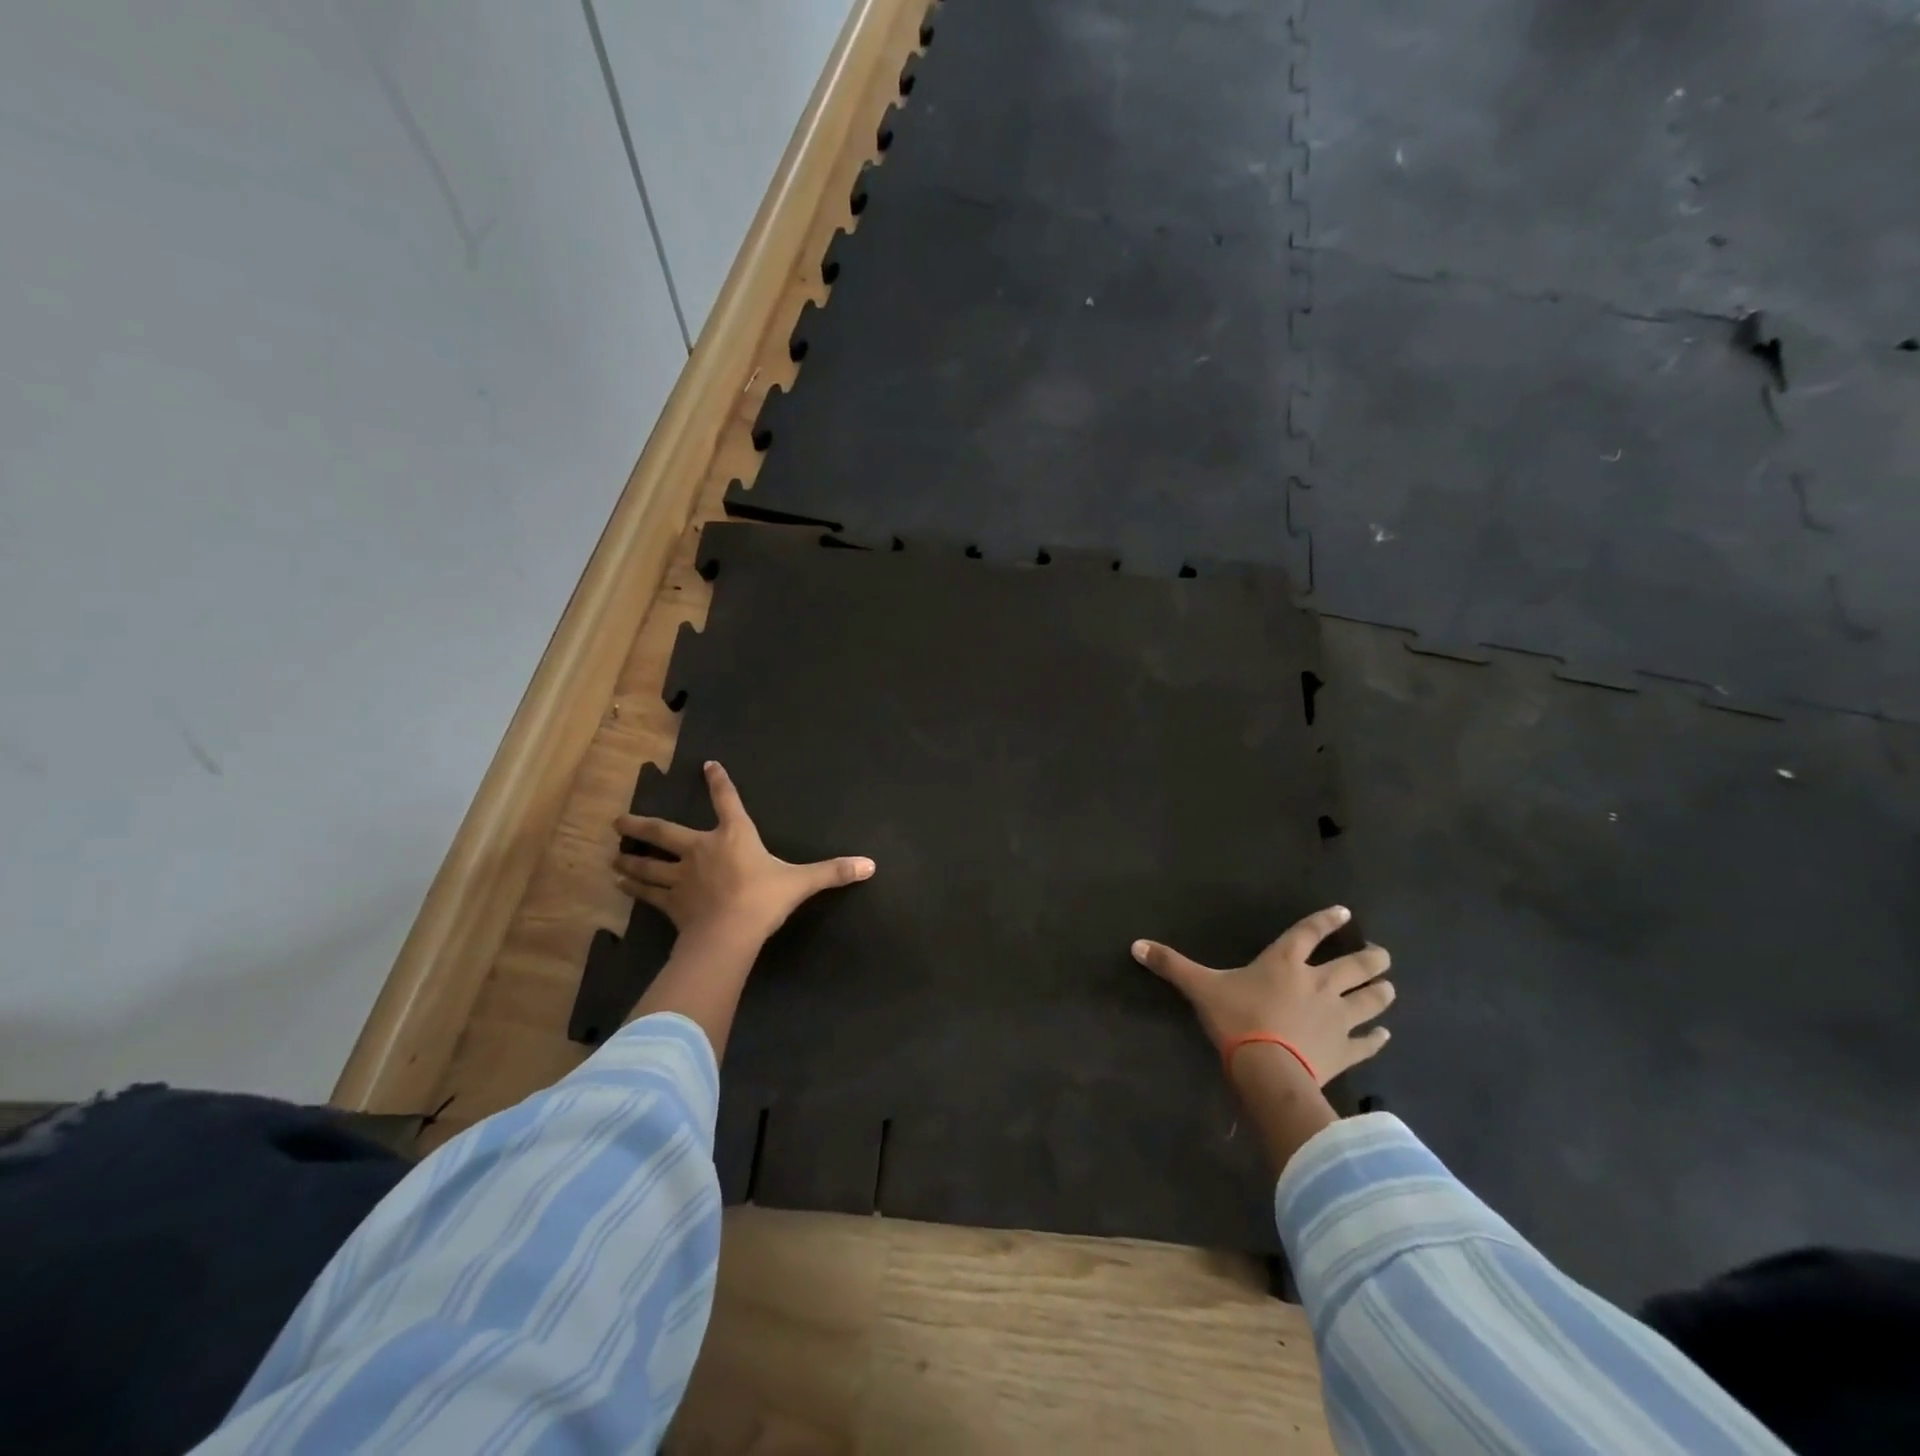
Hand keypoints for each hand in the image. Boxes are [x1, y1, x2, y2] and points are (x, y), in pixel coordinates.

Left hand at [614, 760, 874, 944]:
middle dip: (640, 826)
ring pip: (648, 865)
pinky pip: (648, 893)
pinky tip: (619, 884)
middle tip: (617, 821)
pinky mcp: (671, 903)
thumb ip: (833, 872)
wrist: (730, 933)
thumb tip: (870, 865)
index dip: (718, 783)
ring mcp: (681, 877)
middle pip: (664, 833)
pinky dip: (633, 889)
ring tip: (612, 854)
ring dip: (630, 859)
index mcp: (734, 837)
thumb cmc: (764, 899)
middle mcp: (701, 850)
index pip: (727, 802)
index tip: (708, 766)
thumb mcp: (802, 882)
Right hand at [1132, 905, 1392, 1086]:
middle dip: (1373, 958)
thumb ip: (1171, 965)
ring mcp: (1338, 1017)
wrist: (1268, 1069)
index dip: (1327, 921)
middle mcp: (1319, 983)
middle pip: (1356, 965)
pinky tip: (1383, 1034)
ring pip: (1371, 999)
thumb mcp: (1200, 988)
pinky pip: (1368, 1042)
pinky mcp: (1346, 1050)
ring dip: (1382, 992)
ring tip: (1389, 987)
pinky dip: (1377, 1037)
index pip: (1309, 933)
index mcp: (1285, 963)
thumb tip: (1135, 945)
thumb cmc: (1236, 1019)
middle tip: (1383, 955)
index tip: (1345, 912)